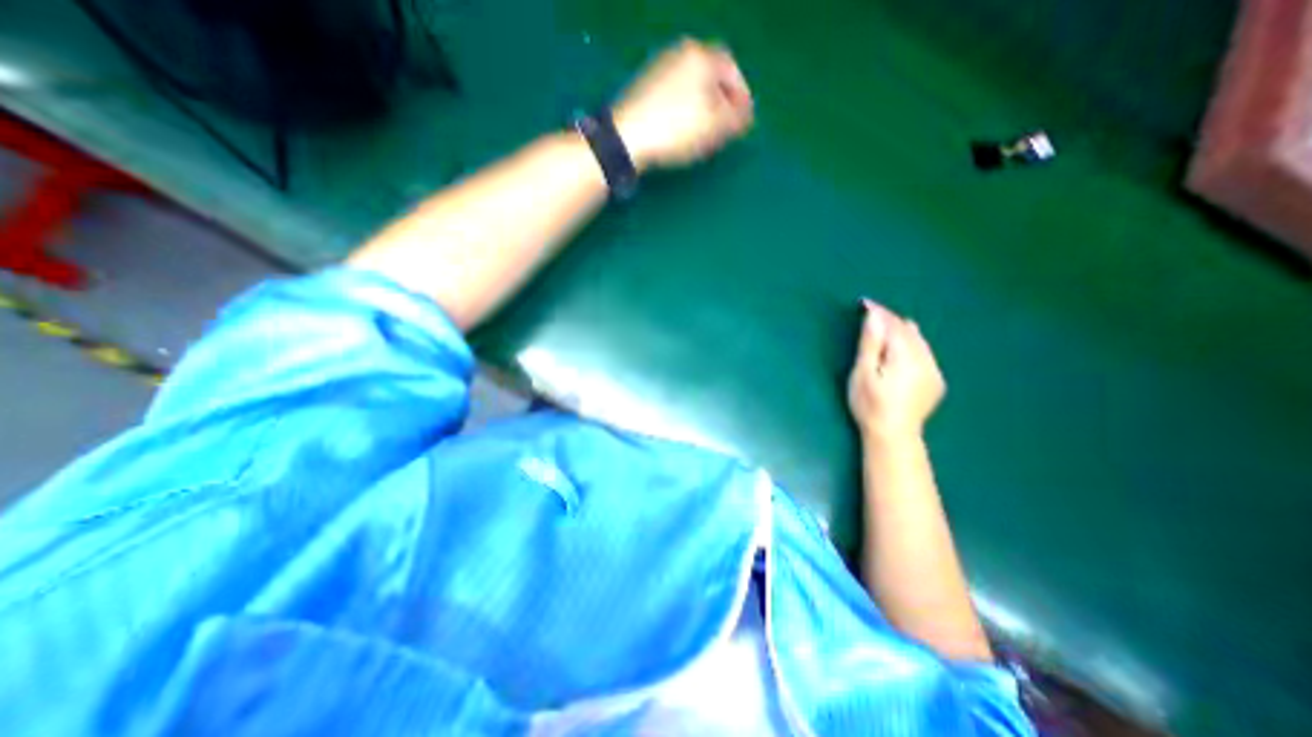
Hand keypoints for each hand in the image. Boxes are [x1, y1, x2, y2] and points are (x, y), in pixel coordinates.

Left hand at [614, 37, 752, 170]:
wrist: (628, 138)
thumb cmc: (677, 129)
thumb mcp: (715, 127)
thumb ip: (736, 118)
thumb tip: (746, 115)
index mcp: (701, 56)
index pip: (732, 71)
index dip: (742, 97)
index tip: (744, 121)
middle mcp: (681, 54)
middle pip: (711, 77)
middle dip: (722, 103)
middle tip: (726, 129)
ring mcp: (661, 69)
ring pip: (693, 88)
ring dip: (705, 109)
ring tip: (706, 135)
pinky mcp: (646, 88)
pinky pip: (676, 96)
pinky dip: (686, 111)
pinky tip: (684, 132)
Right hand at [851, 300, 943, 444]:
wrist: (893, 436)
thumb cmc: (869, 405)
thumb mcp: (863, 374)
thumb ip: (870, 344)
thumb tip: (874, 317)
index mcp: (906, 357)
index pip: (893, 325)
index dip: (879, 312)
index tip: (864, 303)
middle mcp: (926, 359)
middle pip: (908, 329)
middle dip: (889, 320)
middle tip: (870, 316)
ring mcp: (934, 370)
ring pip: (918, 340)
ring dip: (900, 331)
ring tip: (882, 330)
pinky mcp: (936, 380)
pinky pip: (924, 352)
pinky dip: (910, 345)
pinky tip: (898, 352)